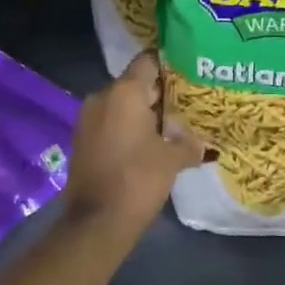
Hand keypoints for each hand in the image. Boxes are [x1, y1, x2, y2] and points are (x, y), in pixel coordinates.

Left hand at [61, 51, 206, 242]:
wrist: (96, 222)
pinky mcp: (82, 138)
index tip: (187, 73)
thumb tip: (202, 143)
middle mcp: (103, 96)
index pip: (148, 61)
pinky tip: (147, 142)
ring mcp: (88, 118)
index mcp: (125, 91)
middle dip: (159, 92)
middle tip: (185, 103)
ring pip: (121, 103)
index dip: (169, 64)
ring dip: (142, 112)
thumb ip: (188, 143)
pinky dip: (126, 126)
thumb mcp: (173, 160)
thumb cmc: (138, 179)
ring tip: (168, 125)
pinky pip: (109, 121)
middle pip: (135, 82)